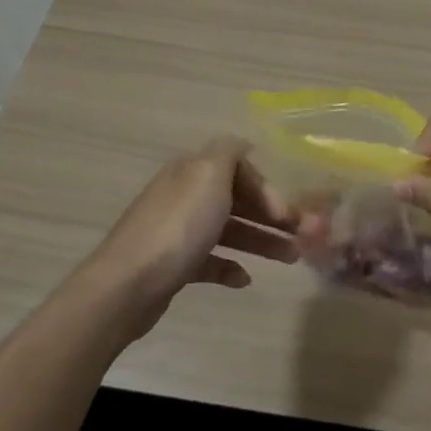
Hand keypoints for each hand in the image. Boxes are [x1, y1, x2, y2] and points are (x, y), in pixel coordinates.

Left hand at [79, 137, 298, 338]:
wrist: (127, 285)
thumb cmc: (178, 227)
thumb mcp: (209, 174)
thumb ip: (230, 151)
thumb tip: (245, 144)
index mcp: (193, 171)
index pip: (239, 168)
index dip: (267, 188)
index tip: (286, 214)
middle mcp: (184, 195)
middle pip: (237, 200)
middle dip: (272, 216)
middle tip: (303, 238)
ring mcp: (177, 231)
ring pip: (228, 230)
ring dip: (261, 241)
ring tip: (290, 259)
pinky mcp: (173, 265)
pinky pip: (209, 261)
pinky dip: (230, 266)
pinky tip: (245, 279)